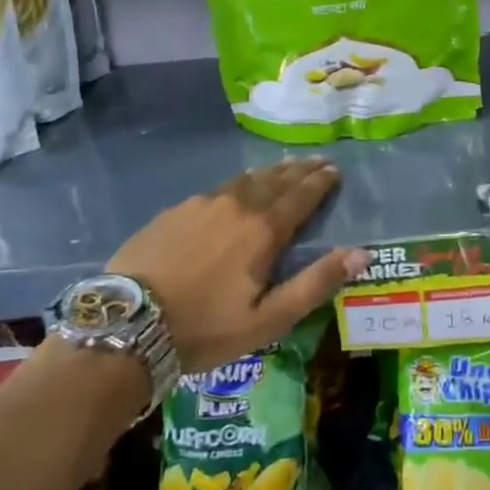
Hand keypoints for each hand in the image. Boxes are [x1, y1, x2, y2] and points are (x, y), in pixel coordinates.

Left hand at [108, 156, 366, 373]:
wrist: (128, 325)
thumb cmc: (205, 328)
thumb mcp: (269, 319)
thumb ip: (315, 283)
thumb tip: (361, 253)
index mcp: (263, 230)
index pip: (300, 196)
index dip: (320, 182)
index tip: (333, 170)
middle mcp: (236, 206)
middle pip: (274, 181)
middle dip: (299, 171)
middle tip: (315, 161)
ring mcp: (200, 205)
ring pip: (244, 180)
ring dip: (269, 173)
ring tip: (282, 167)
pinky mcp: (173, 212)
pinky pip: (216, 189)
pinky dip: (236, 184)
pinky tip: (234, 189)